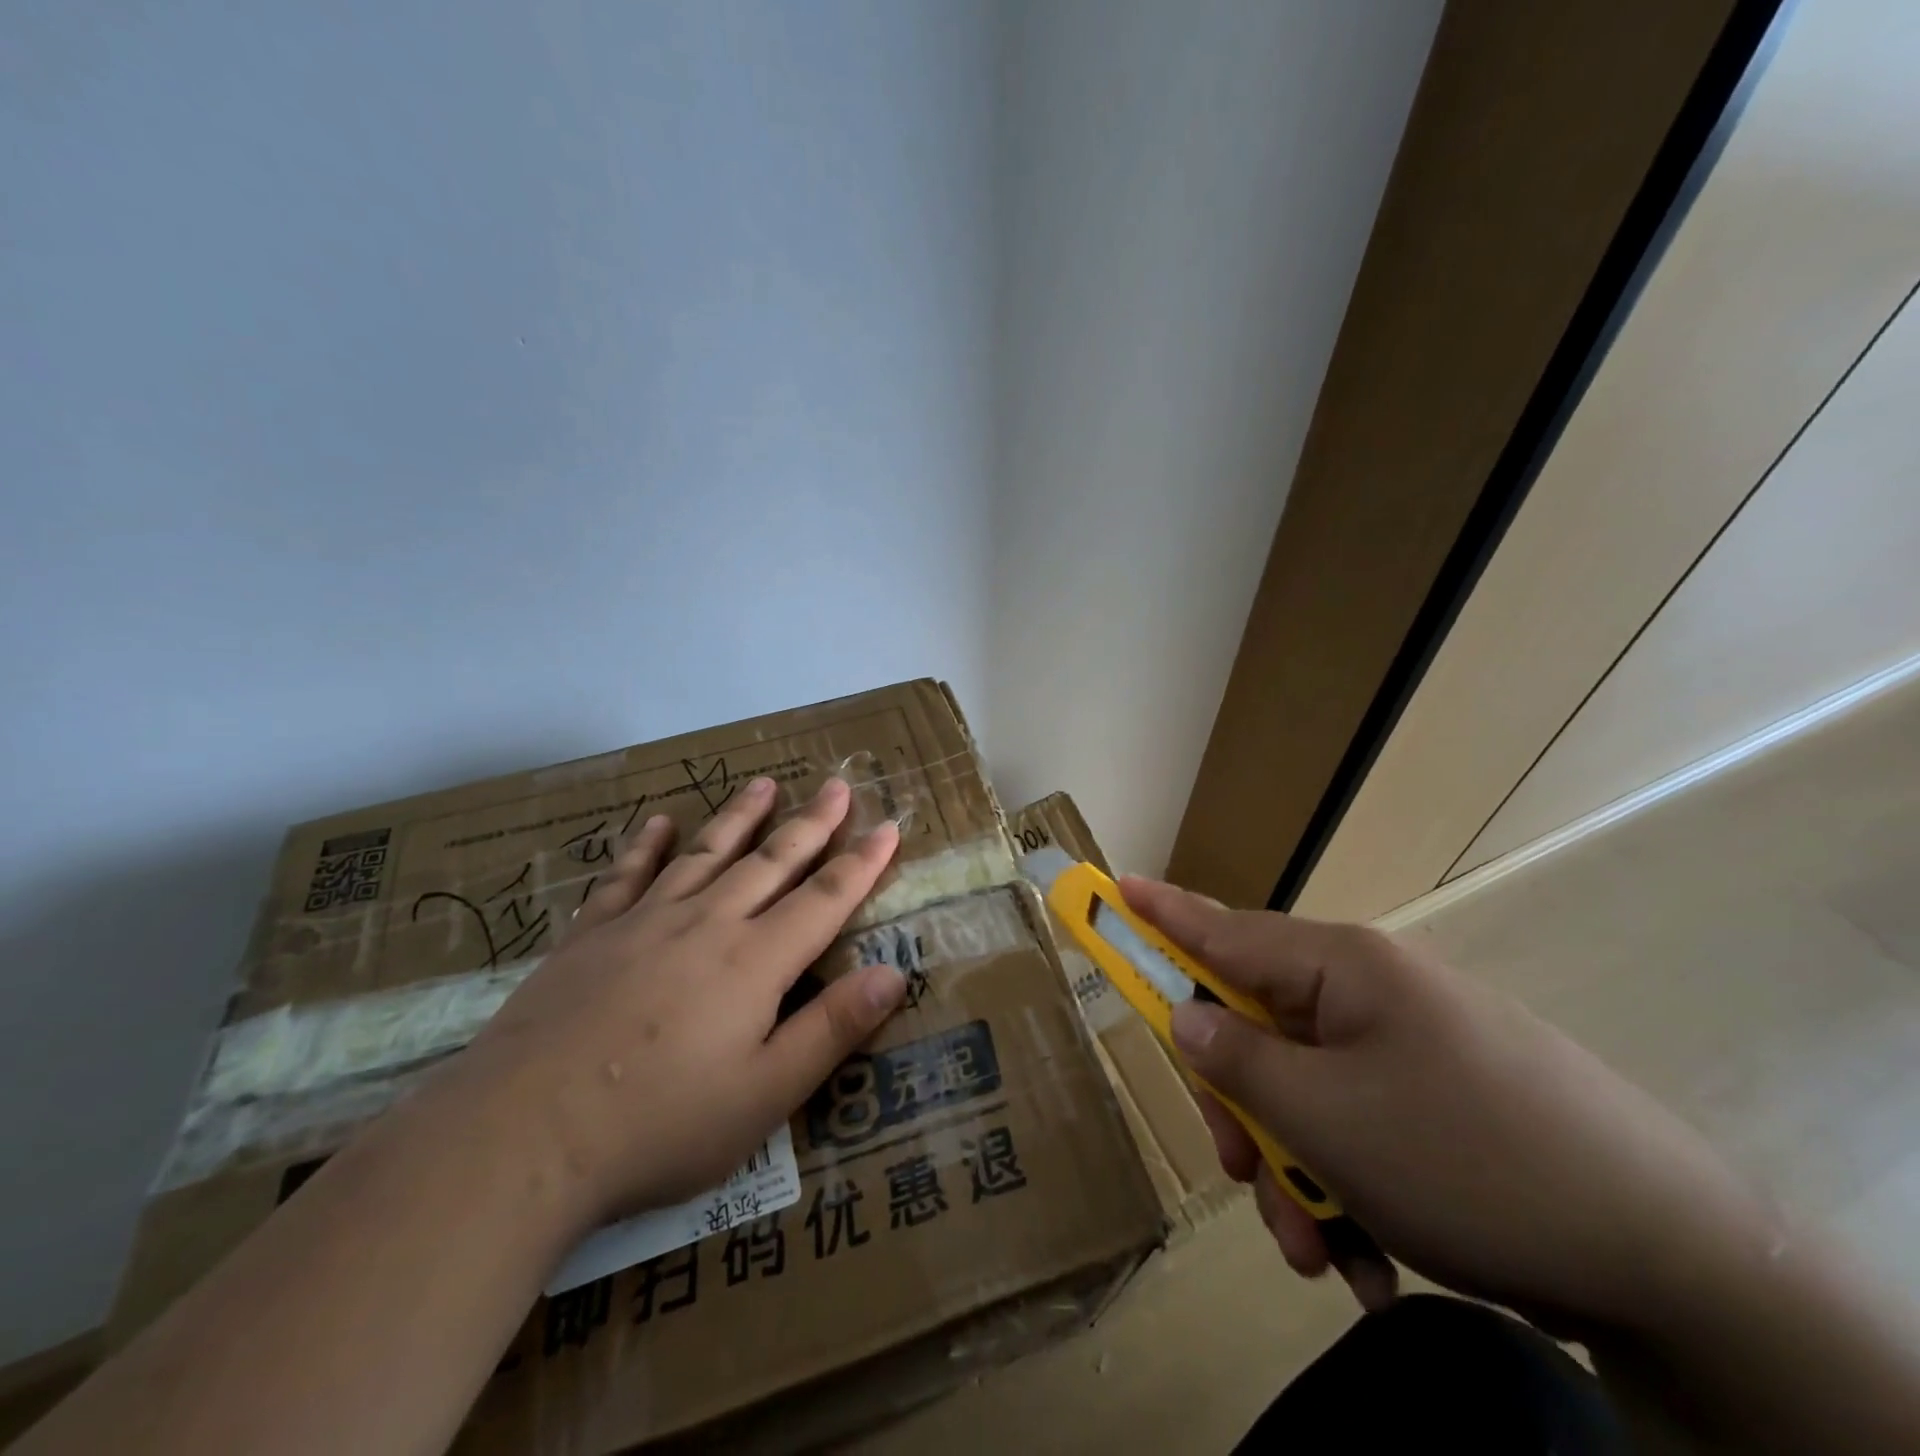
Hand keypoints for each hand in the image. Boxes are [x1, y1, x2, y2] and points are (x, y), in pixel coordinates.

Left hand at [444, 775, 905, 1235]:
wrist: (520, 1136)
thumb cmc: (658, 1126)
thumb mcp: (765, 1094)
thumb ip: (831, 1028)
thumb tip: (893, 973)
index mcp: (755, 961)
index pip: (825, 898)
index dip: (862, 862)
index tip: (888, 826)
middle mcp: (707, 924)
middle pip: (772, 861)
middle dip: (811, 822)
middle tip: (836, 784)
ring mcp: (644, 922)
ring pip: (706, 854)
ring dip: (740, 816)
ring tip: (764, 783)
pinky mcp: (591, 935)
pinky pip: (626, 875)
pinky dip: (646, 845)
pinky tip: (657, 821)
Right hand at [1121, 877, 1779, 1335]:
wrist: (1674, 1258)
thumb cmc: (1467, 1157)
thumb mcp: (1326, 1117)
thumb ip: (1237, 1060)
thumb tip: (1186, 1016)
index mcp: (1341, 969)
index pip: (1223, 929)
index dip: (1160, 912)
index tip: (1114, 887)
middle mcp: (1369, 995)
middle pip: (1258, 1030)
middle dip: (1241, 1111)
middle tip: (1242, 1177)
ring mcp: (1409, 1048)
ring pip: (1304, 1093)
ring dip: (1295, 1173)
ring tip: (1321, 1253)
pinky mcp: (1441, 1102)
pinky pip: (1359, 1129)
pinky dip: (1348, 1191)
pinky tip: (1371, 1260)